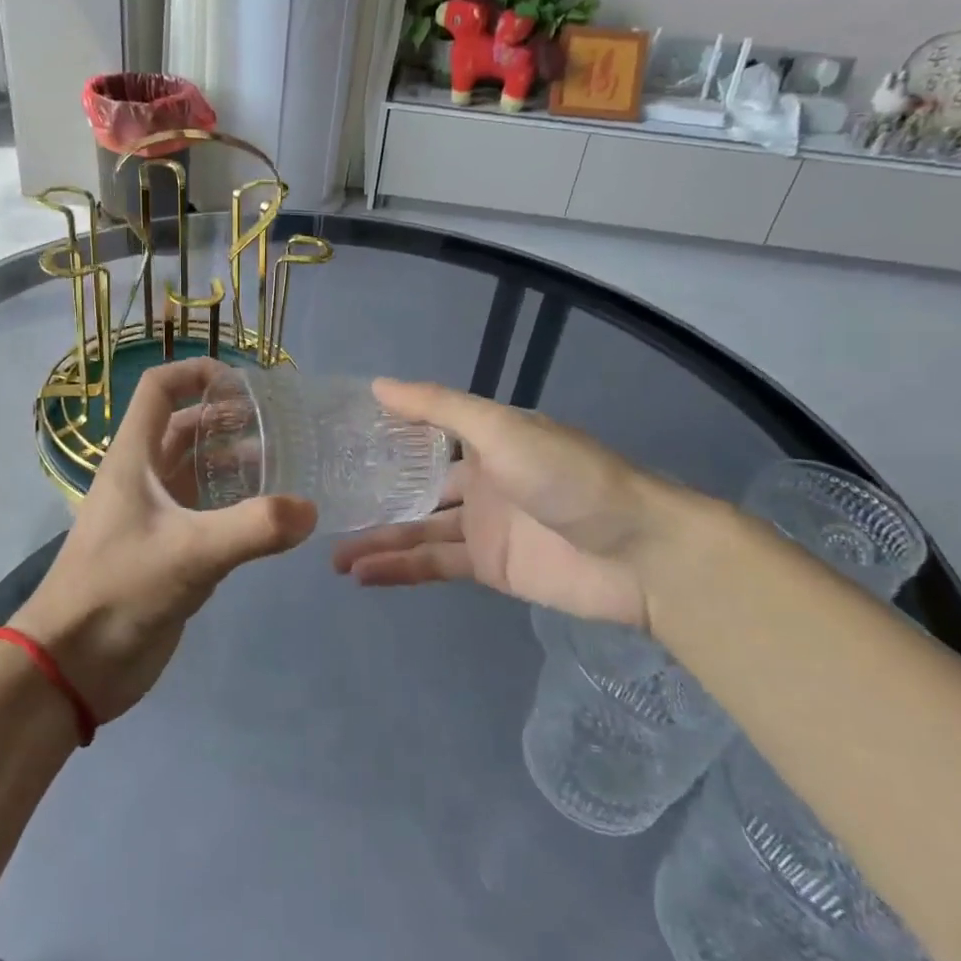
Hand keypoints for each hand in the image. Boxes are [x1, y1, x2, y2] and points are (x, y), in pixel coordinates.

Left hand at [13, 359, 317, 722]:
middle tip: (277, 425)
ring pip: (195, 470)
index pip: (159, 389)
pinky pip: (204, 511)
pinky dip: (233, 502)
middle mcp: (143, 478)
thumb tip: (309, 509)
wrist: (73, 666)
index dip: (196, 373)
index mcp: (133, 458)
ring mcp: (154, 515)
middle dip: (226, 418)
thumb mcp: (188, 553)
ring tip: (281, 464)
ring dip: (232, 460)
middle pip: (183, 427)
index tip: (244, 383)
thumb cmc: (118, 591)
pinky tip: (267, 515)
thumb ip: (253, 528)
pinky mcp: (166, 550)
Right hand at [331, 379, 684, 626]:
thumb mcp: (501, 429)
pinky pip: (434, 564)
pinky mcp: (488, 567)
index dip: (383, 436)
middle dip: (372, 494)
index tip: (335, 440)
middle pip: (414, 485)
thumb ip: (439, 408)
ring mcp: (482, 525)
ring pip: (417, 529)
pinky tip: (362, 575)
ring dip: (377, 539)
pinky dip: (399, 569)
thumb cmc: (568, 476)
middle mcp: (479, 478)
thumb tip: (377, 385)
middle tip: (321, 503)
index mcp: (484, 438)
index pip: (423, 432)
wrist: (638, 553)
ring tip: (330, 553)